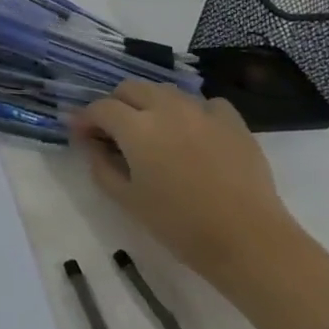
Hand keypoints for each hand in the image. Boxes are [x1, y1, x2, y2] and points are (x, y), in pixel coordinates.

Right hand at [69, 81, 328, 328]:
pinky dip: (192, 112)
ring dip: (151, 104)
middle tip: (114, 130)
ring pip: (166, 91)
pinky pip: (205, 104)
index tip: (80, 133)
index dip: (85, 118)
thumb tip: (90, 143)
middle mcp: (166, 109)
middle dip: (116, 104)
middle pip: (131, 88)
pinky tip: (193, 133)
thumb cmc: (178, 224)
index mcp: (136, 128)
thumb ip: (100, 165)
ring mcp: (203, 112)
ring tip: (153, 130)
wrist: (248, 240)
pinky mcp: (233, 122)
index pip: (100, 108)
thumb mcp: (126, 199)